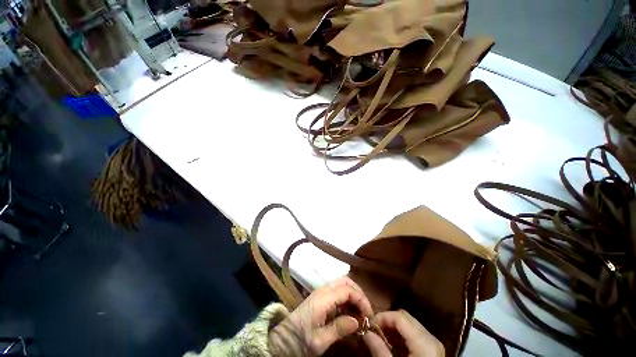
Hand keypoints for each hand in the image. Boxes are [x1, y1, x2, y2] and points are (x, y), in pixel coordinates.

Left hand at [269, 276, 373, 355]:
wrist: (278, 344)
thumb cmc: (297, 342)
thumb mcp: (319, 341)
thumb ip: (339, 329)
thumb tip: (358, 320)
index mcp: (321, 301)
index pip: (348, 290)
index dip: (362, 300)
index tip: (369, 316)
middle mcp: (319, 294)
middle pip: (345, 282)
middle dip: (359, 294)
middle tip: (366, 311)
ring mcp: (317, 298)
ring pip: (340, 288)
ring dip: (353, 299)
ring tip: (359, 316)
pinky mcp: (316, 305)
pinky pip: (335, 297)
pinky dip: (346, 303)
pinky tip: (349, 318)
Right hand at [363, 310, 444, 356]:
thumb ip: (379, 349)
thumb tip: (366, 333)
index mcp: (424, 342)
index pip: (401, 317)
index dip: (382, 317)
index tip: (365, 326)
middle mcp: (431, 338)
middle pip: (407, 319)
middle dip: (386, 322)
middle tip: (369, 331)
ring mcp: (433, 343)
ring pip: (411, 326)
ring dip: (393, 329)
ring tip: (376, 337)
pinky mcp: (431, 348)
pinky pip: (415, 336)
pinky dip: (401, 337)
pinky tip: (389, 344)